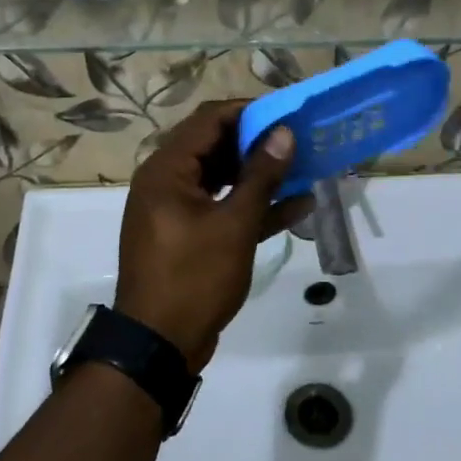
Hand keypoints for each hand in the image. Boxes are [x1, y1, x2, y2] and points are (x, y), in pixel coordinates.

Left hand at [116, 99, 306, 371]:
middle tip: (299, 140)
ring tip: (302, 168)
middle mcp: (166, 181)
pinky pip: (221, 207)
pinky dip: (251, 205)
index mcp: (167, 170)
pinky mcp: (187, 235)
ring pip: (221, 177)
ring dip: (258, 174)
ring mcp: (176, 210)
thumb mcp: (234, 225)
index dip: (249, 112)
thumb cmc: (193, 278)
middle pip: (214, 146)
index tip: (287, 114)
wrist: (157, 347)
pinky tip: (296, 206)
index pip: (209, 120)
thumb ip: (260, 176)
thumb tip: (284, 132)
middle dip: (257, 143)